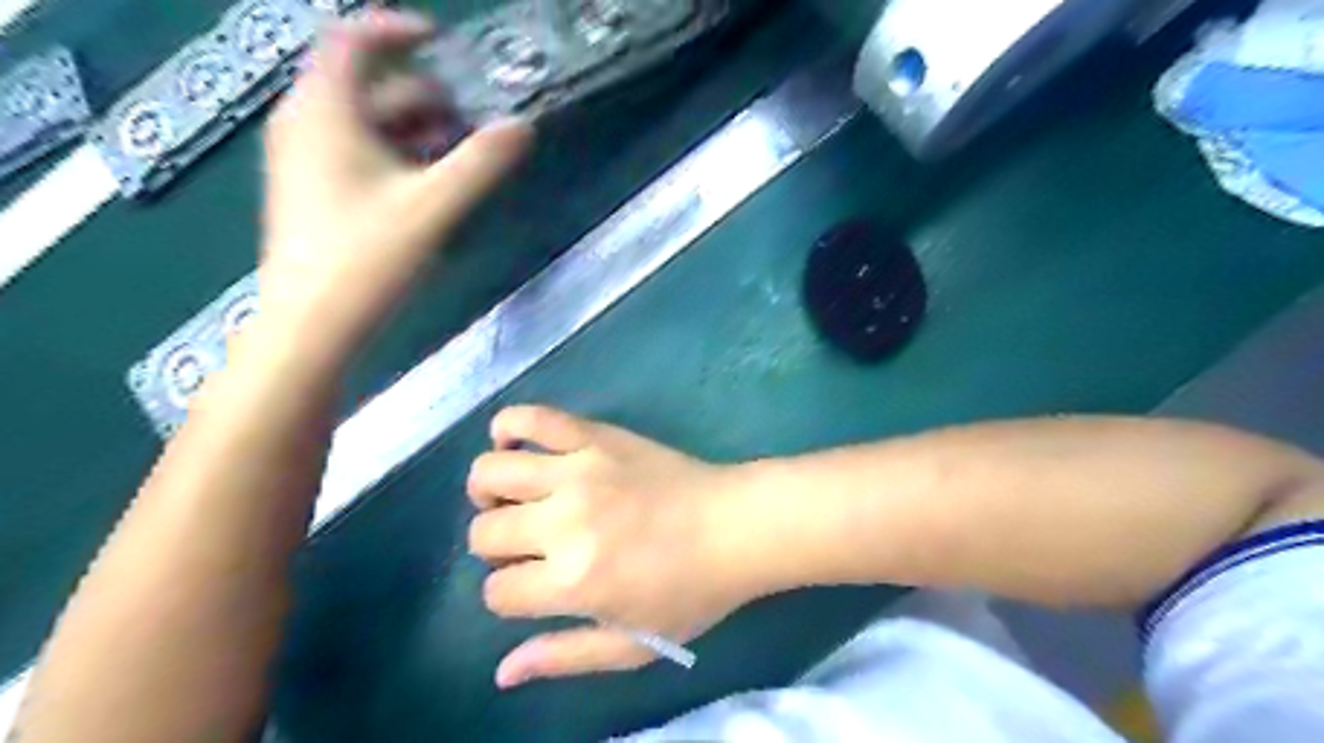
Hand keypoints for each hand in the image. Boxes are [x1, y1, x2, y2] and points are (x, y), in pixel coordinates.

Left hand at [255, 9, 530, 356]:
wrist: (311, 325)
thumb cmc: (367, 256)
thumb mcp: (434, 206)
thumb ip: (482, 162)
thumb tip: (523, 125)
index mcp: (324, 111)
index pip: (352, 41)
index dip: (398, 30)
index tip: (446, 43)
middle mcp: (307, 125)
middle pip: (366, 85)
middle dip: (423, 92)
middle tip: (472, 115)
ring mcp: (307, 162)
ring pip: (365, 123)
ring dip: (415, 127)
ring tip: (461, 151)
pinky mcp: (315, 194)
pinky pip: (359, 153)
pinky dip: (398, 154)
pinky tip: (431, 184)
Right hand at [464, 406, 754, 683]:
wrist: (735, 525)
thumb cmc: (690, 591)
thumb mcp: (633, 644)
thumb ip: (564, 657)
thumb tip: (502, 672)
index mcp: (573, 581)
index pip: (497, 590)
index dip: (508, 594)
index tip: (532, 586)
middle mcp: (564, 522)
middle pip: (485, 532)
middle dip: (495, 546)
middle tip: (528, 544)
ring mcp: (577, 471)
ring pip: (491, 472)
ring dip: (488, 490)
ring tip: (511, 497)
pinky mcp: (594, 436)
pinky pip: (532, 418)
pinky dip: (510, 426)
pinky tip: (514, 443)